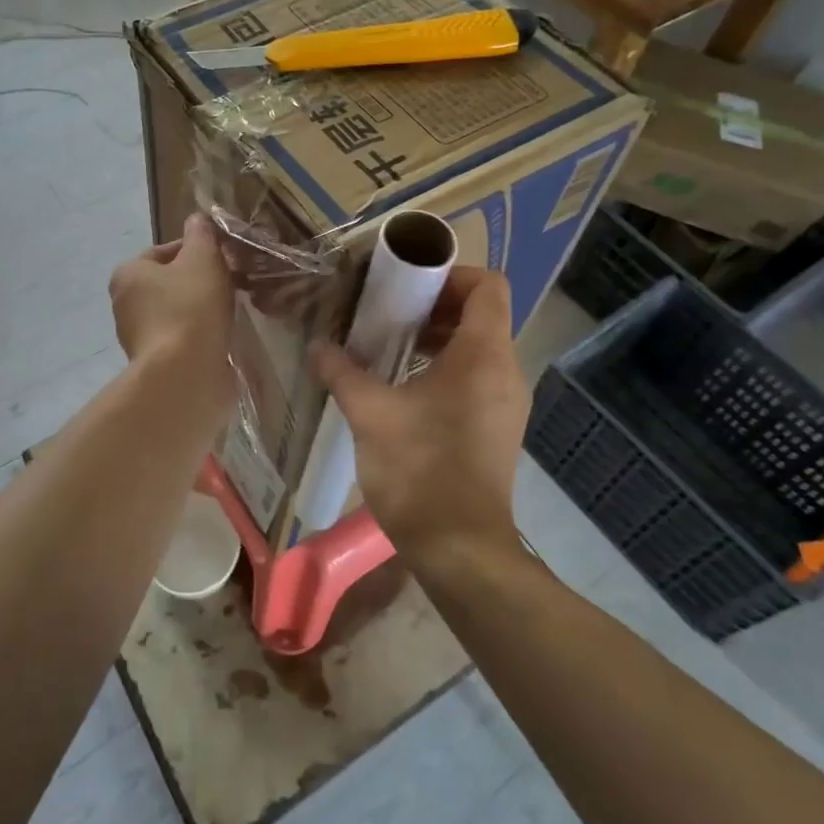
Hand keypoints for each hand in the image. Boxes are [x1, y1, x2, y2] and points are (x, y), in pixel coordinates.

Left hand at [109, 214, 235, 409]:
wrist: (185, 375)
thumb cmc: (190, 308)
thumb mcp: (202, 258)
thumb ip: (201, 235)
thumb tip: (197, 219)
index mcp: (128, 274)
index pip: (164, 251)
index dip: (196, 250)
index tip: (223, 258)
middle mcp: (125, 305)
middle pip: (170, 283)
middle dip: (199, 281)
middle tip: (231, 284)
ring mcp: (138, 338)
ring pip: (177, 312)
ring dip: (201, 310)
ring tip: (231, 311)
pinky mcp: (156, 364)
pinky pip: (182, 339)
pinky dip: (201, 336)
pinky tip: (222, 337)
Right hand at [310, 267, 527, 557]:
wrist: (460, 550)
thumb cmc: (419, 470)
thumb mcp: (370, 413)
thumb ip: (342, 371)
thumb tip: (317, 346)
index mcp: (483, 355)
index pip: (487, 286)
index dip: (451, 273)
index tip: (407, 283)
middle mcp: (505, 371)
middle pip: (481, 314)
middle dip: (435, 305)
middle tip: (388, 311)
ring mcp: (506, 403)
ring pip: (479, 348)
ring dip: (438, 338)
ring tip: (391, 346)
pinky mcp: (498, 428)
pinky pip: (478, 377)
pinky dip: (446, 367)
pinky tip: (405, 387)